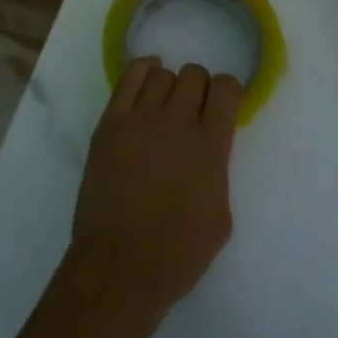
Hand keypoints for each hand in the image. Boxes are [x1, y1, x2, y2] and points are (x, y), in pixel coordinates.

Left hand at [68, 58, 242, 320]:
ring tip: (165, 107)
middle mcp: (176, 122)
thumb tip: (208, 149)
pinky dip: (142, 70)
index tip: (222, 107)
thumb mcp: (221, 216)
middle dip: (199, 88)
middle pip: (194, 74)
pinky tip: (147, 77)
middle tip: (193, 112)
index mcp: (210, 146)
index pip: (226, 88)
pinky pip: (128, 78)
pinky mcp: (110, 124)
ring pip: (162, 75)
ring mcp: (139, 119)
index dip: (228, 92)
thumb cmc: (177, 254)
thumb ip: (218, 170)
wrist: (119, 267)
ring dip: (170, 86)